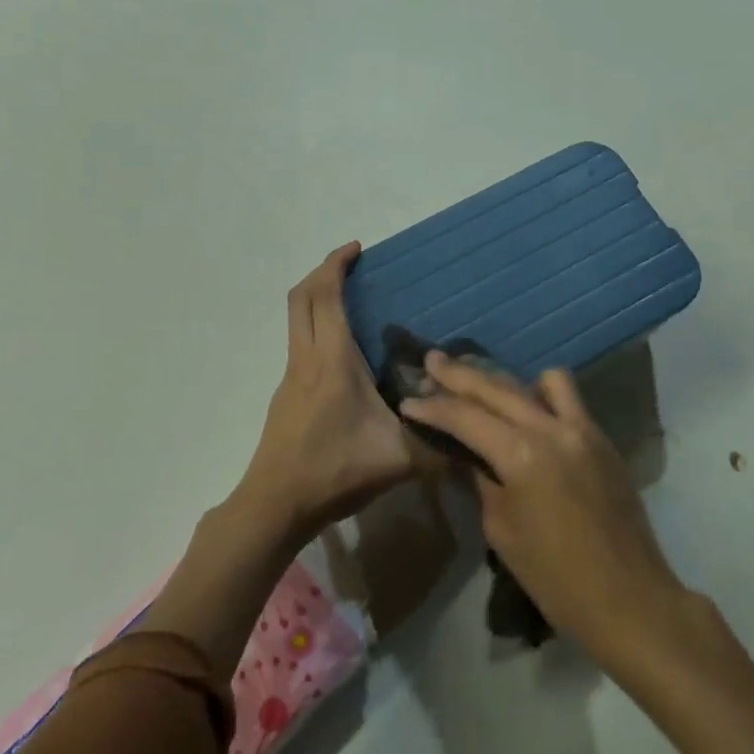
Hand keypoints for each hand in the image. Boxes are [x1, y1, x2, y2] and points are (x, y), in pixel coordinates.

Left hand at [236, 242, 421, 541]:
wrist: (274, 505)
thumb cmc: (333, 471)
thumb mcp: (398, 460)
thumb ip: (440, 447)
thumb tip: (479, 438)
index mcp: (331, 359)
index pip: (324, 295)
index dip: (335, 264)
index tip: (356, 247)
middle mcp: (306, 358)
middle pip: (301, 297)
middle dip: (322, 272)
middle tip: (351, 265)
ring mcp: (291, 376)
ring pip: (296, 320)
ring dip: (317, 300)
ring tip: (352, 303)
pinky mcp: (286, 395)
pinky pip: (300, 343)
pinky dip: (316, 328)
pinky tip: (344, 356)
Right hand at [401, 353, 683, 662]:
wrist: (629, 599)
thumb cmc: (555, 578)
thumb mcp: (502, 530)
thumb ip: (482, 479)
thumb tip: (467, 454)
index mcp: (522, 454)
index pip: (465, 417)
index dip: (432, 407)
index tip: (407, 400)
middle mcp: (551, 428)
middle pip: (496, 388)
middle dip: (459, 374)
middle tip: (431, 360)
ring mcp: (581, 428)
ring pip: (536, 381)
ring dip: (504, 380)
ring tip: (483, 386)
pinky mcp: (600, 437)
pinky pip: (568, 398)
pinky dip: (543, 394)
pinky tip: (529, 408)